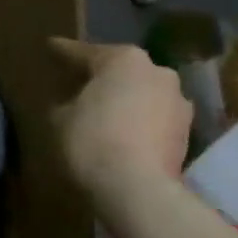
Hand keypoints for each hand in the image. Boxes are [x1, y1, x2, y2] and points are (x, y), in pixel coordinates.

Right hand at [50, 39, 192, 202]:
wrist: (138, 190)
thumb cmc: (92, 142)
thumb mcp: (59, 119)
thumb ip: (63, 103)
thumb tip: (69, 103)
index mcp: (124, 59)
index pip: (84, 52)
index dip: (63, 52)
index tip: (50, 47)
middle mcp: (157, 72)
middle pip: (120, 71)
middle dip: (100, 77)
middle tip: (77, 84)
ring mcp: (178, 103)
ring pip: (142, 95)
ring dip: (124, 102)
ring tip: (103, 115)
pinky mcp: (187, 133)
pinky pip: (153, 120)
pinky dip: (138, 124)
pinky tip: (123, 136)